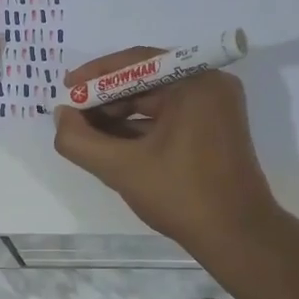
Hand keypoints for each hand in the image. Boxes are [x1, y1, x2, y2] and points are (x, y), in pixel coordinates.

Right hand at [53, 47, 276, 249]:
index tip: (67, 88)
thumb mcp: (122, 168)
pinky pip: (169, 117)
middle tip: (73, 115)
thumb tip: (60, 116)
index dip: (96, 75)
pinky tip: (111, 144)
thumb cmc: (182, 195)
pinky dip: (140, 128)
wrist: (237, 237)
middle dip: (107, 98)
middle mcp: (209, 86)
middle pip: (146, 80)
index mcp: (195, 82)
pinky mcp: (214, 130)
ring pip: (156, 101)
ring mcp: (215, 109)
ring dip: (120, 115)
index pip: (136, 62)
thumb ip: (80, 140)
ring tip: (86, 132)